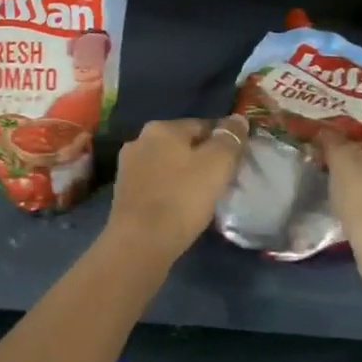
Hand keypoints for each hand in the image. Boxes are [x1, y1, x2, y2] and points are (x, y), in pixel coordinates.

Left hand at [108, 116, 248, 256]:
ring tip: (202, 198)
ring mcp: (128, 167)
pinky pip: (156, 185)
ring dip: (184, 176)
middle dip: (202, 159)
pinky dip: (169, 191)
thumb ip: (230, 139)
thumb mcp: (217, 165)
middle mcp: (140, 140)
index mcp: (161, 128)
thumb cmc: (181, 198)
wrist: (139, 243)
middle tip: (221, 182)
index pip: (202, 126)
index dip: (223, 143)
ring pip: (168, 165)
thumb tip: (238, 118)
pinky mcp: (122, 193)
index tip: (235, 163)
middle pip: (182, 145)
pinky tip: (180, 209)